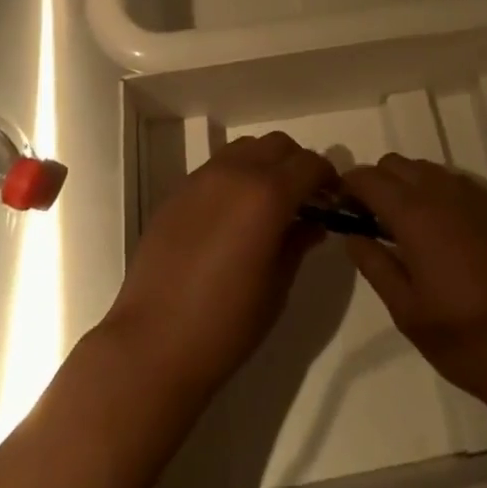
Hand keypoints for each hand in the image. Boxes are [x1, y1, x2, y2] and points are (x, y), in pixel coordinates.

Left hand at [102, 131, 337, 396]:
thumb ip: (298, 243)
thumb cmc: (226, 324)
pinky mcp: (180, 188)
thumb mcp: (276, 287)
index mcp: (267, 194)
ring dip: (266, 163)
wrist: (153, 343)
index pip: (309, 164)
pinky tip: (233, 213)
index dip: (327, 177)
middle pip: (278, 145)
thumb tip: (313, 221)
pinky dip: (237, 175)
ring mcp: (204, 176)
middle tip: (304, 198)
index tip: (333, 198)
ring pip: (247, 148)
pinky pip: (218, 166)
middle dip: (298, 164)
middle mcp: (236, 172)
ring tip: (268, 201)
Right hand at [341, 155, 486, 404]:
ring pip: (426, 169)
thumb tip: (352, 235)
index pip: (368, 177)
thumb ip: (375, 265)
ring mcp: (472, 195)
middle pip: (396, 164)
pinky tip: (444, 232)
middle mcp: (440, 190)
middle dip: (378, 182)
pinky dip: (437, 194)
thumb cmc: (464, 336)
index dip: (349, 186)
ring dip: (408, 185)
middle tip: (373, 220)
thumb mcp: (407, 311)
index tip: (342, 206)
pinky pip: (454, 183)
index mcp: (413, 212)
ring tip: (408, 228)